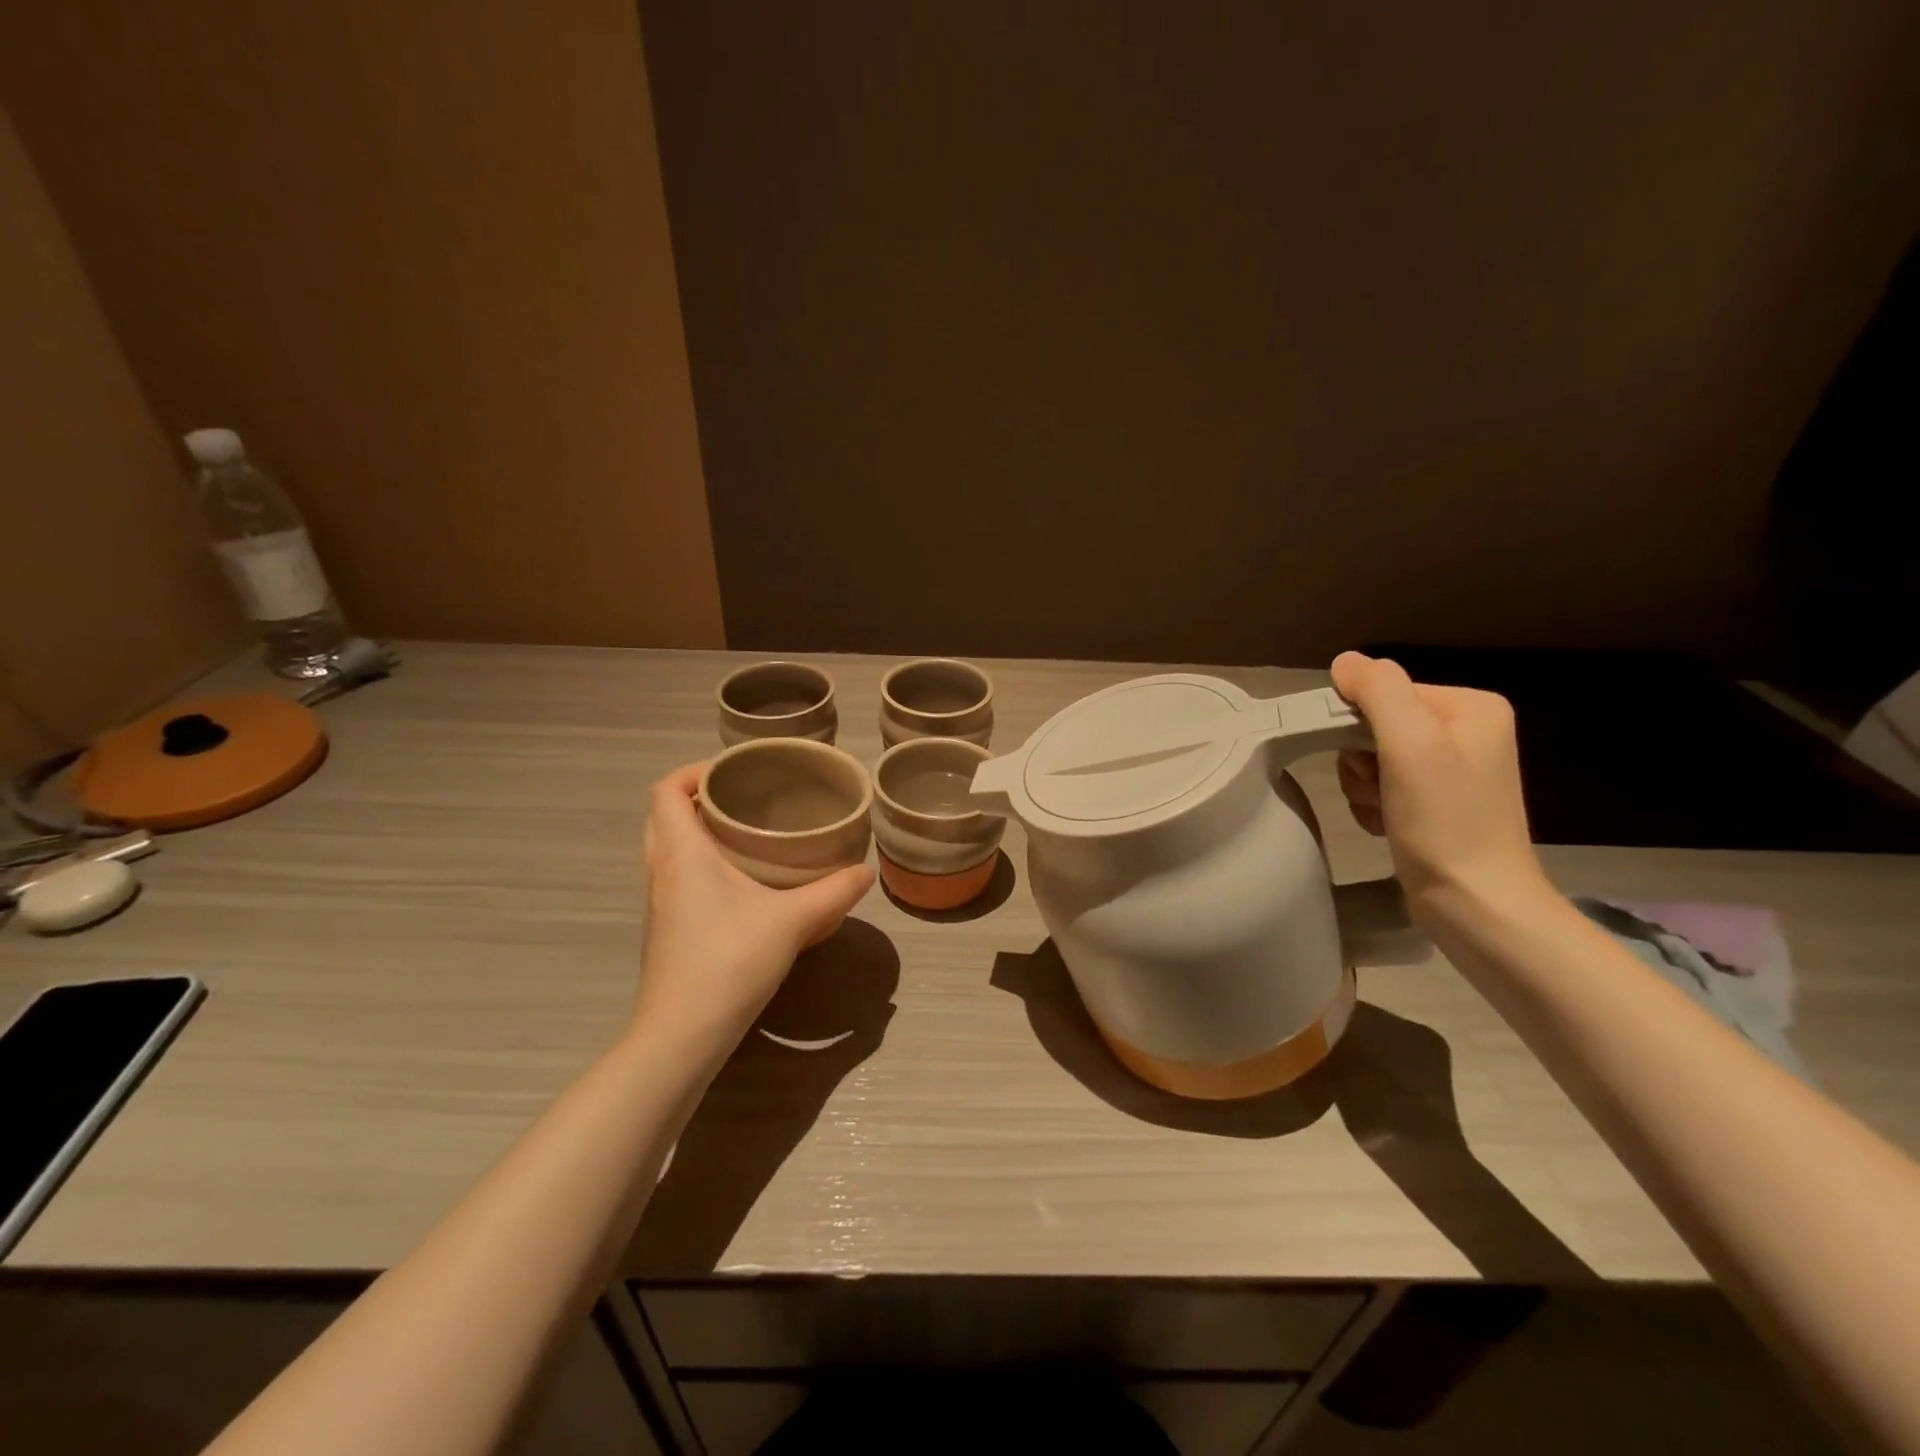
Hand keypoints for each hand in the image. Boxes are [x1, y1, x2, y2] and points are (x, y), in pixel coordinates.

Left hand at [635, 763, 873, 1057]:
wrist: (682, 1035)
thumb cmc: (729, 962)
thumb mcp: (792, 922)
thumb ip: (833, 893)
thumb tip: (864, 872)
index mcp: (682, 853)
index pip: (666, 790)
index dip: (694, 770)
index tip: (734, 771)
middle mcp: (661, 871)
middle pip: (664, 815)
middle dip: (699, 798)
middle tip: (744, 799)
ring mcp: (659, 902)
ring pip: (668, 848)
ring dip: (698, 832)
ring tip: (746, 834)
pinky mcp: (667, 929)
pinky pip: (676, 876)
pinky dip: (700, 864)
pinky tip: (742, 883)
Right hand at [1329, 652, 1548, 915]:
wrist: (1474, 903)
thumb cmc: (1445, 822)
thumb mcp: (1411, 745)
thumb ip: (1379, 691)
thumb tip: (1345, 661)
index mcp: (1470, 707)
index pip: (1385, 692)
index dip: (1360, 725)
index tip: (1371, 764)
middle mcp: (1465, 730)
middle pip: (1374, 724)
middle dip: (1361, 761)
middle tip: (1379, 791)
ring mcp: (1450, 768)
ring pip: (1370, 757)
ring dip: (1362, 787)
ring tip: (1385, 813)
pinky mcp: (1435, 801)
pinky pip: (1380, 784)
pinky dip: (1373, 805)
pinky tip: (1387, 825)